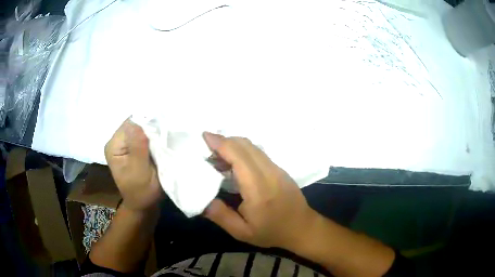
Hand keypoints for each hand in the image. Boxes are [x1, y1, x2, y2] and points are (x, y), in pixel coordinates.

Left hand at [105, 120, 162, 211]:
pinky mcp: (132, 147)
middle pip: (136, 123)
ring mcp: (124, 144)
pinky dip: (153, 137)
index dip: (147, 123)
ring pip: (141, 128)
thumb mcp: (140, 172)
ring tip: (166, 138)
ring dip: (153, 132)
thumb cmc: (142, 192)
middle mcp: (117, 141)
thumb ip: (138, 148)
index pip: (131, 123)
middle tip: (167, 135)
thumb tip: (139, 122)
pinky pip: (144, 135)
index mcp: (114, 146)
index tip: (163, 130)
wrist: (143, 205)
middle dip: (151, 127)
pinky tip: (161, 142)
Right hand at [202, 133, 317, 249]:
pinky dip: (242, 151)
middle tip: (207, 150)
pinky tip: (234, 164)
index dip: (221, 143)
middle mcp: (269, 172)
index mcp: (258, 188)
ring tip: (217, 157)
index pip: (238, 156)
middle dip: (224, 141)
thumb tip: (202, 198)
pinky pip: (258, 153)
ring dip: (233, 145)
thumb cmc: (272, 232)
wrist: (302, 228)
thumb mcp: (242, 232)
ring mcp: (277, 169)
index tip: (205, 137)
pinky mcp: (280, 169)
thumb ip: (220, 215)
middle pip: (245, 145)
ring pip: (253, 147)